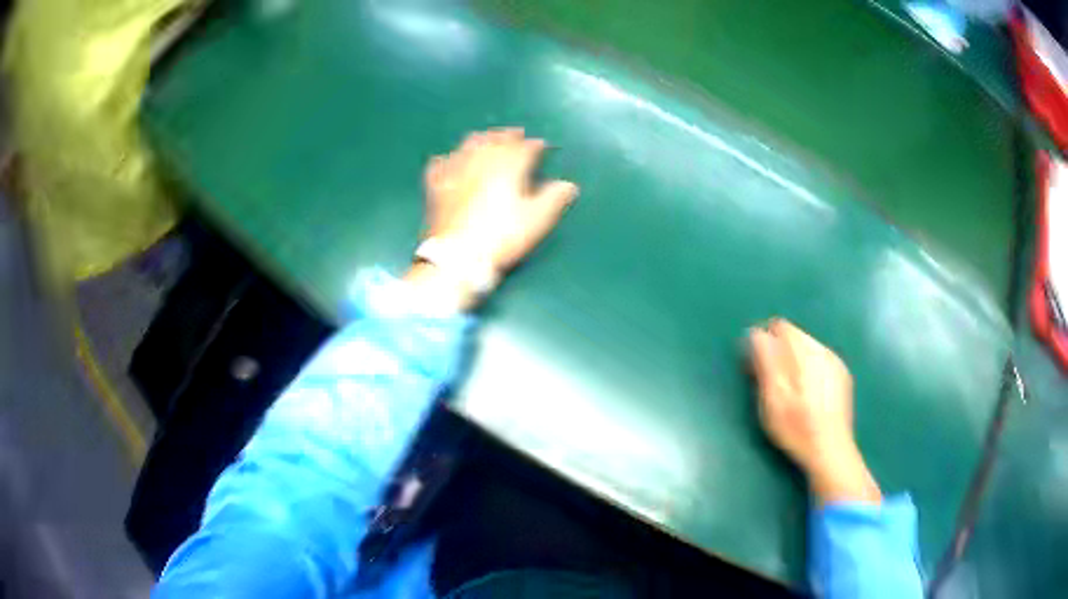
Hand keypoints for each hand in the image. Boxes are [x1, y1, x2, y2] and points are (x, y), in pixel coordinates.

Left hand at [405, 128, 578, 309]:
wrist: (458, 256)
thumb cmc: (502, 236)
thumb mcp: (536, 220)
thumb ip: (554, 198)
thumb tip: (569, 185)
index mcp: (508, 167)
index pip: (524, 148)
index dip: (535, 145)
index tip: (542, 145)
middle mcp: (481, 161)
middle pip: (496, 140)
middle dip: (508, 136)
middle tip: (516, 134)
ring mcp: (455, 171)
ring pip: (468, 145)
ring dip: (481, 139)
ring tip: (486, 139)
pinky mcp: (436, 186)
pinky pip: (440, 164)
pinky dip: (448, 159)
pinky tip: (448, 159)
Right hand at [749, 319, 880, 504]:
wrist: (830, 450)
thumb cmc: (796, 427)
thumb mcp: (771, 398)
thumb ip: (765, 361)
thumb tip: (756, 333)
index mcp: (805, 351)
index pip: (779, 326)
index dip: (763, 341)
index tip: (755, 366)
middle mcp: (822, 349)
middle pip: (794, 336)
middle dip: (778, 352)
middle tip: (769, 382)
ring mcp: (835, 362)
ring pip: (807, 348)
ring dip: (793, 361)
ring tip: (789, 392)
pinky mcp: (842, 376)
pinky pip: (819, 361)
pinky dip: (808, 370)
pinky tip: (807, 395)